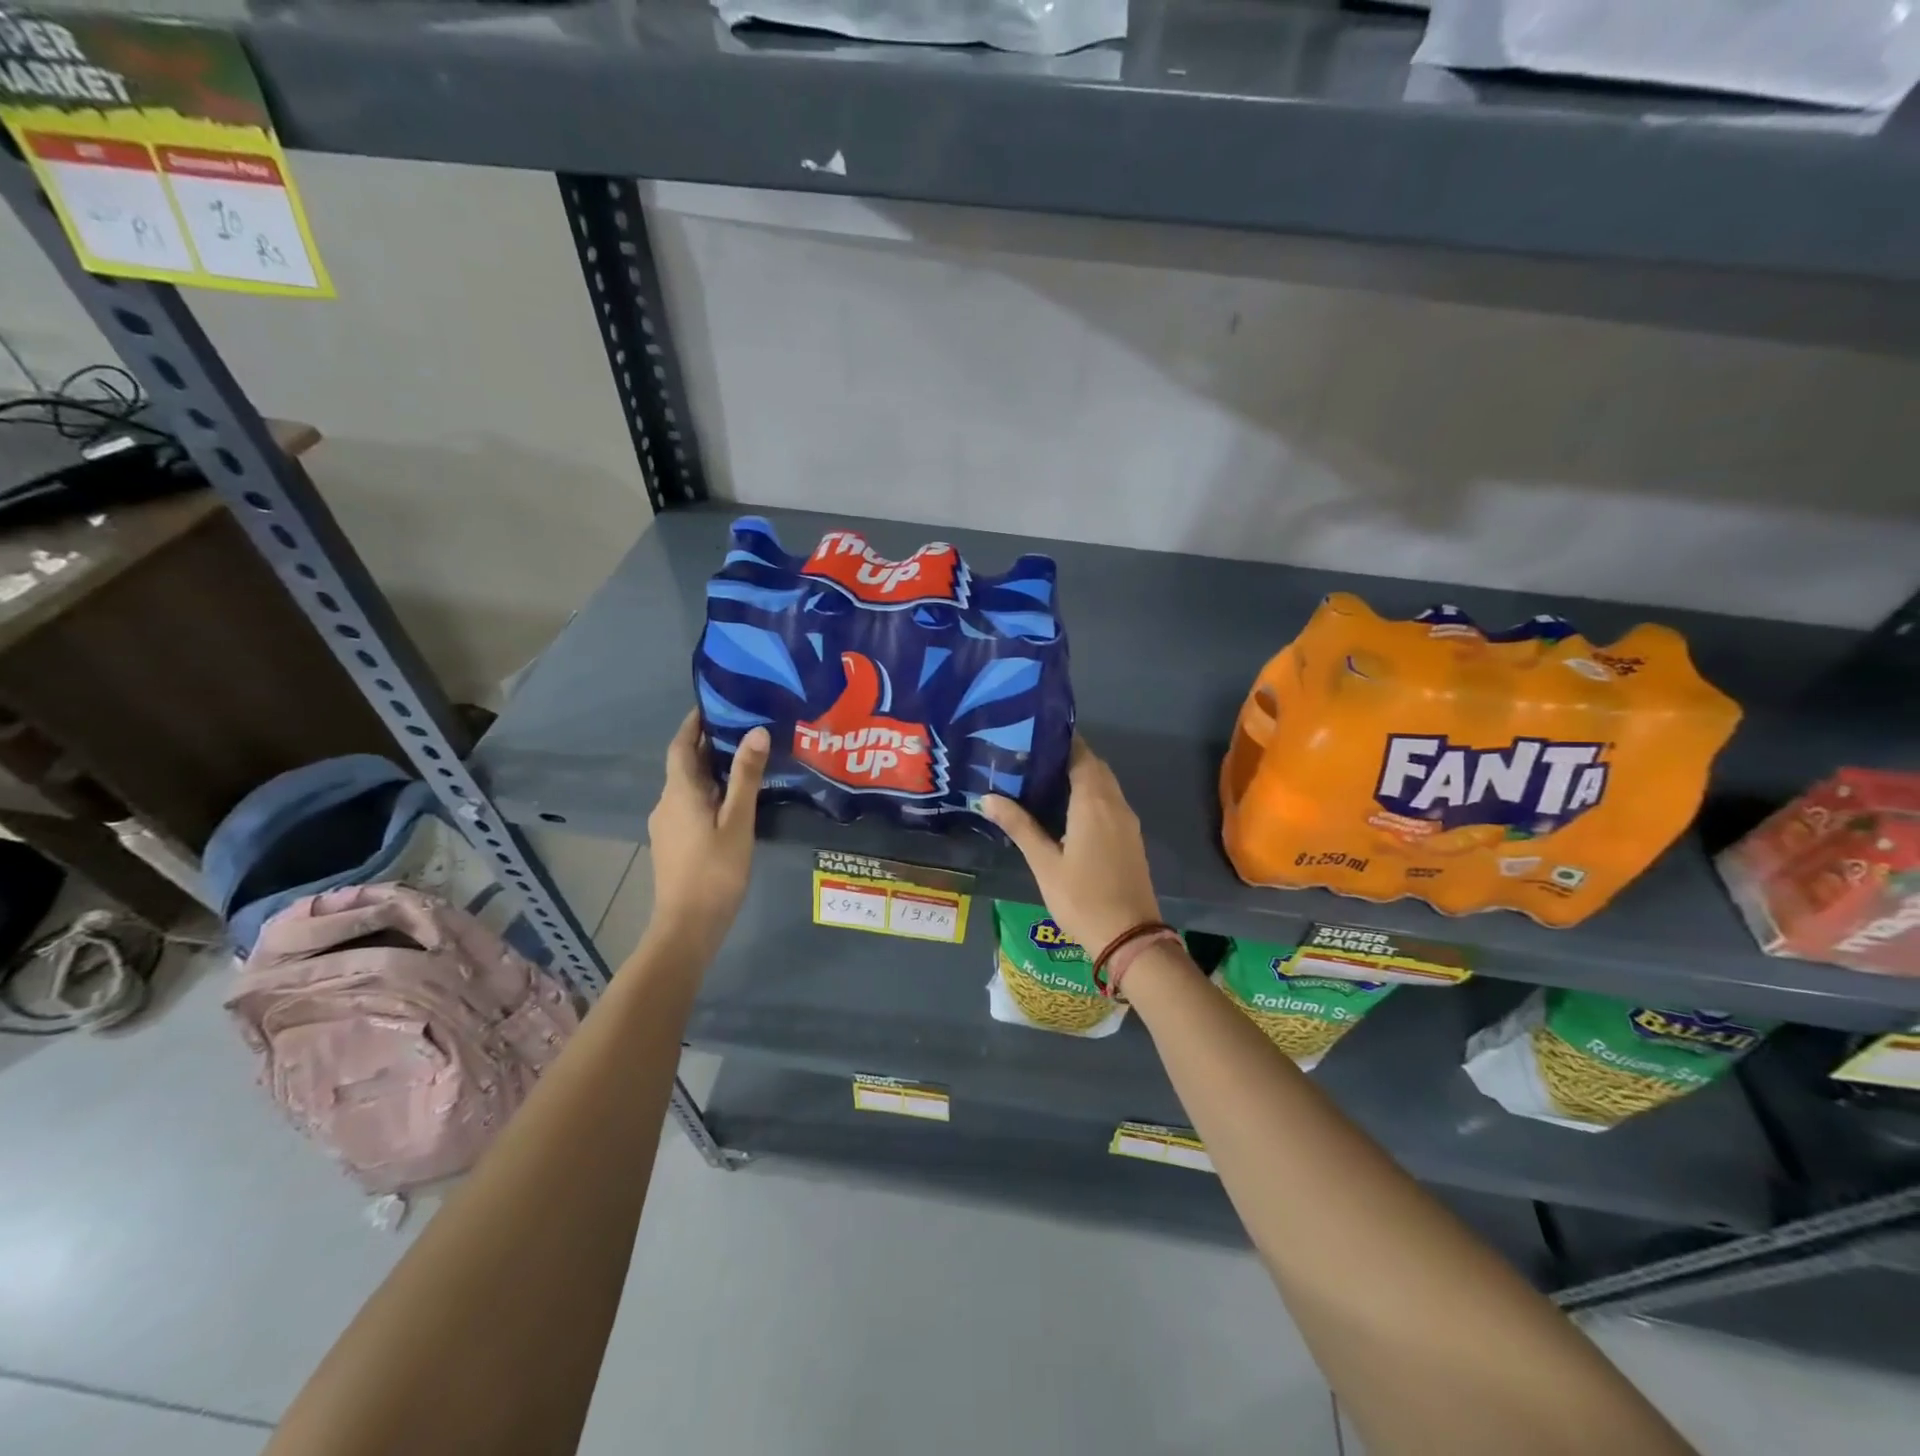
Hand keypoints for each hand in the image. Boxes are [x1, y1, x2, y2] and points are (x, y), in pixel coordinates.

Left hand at [646, 711, 768, 945]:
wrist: (687, 925)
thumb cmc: (715, 870)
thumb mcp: (738, 821)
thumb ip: (747, 777)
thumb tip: (756, 731)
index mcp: (679, 792)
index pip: (681, 745)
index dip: (694, 723)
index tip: (715, 705)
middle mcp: (666, 802)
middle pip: (685, 765)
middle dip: (710, 745)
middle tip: (744, 729)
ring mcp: (667, 825)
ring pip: (689, 787)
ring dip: (712, 771)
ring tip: (746, 762)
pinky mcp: (673, 844)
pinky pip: (690, 805)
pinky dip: (710, 793)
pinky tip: (734, 801)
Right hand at [981, 737, 1160, 954]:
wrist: (1129, 937)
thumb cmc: (1082, 898)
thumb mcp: (1044, 864)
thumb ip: (1019, 826)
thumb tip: (988, 797)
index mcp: (1093, 803)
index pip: (1081, 755)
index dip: (1060, 741)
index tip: (1033, 736)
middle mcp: (1115, 804)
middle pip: (1095, 766)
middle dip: (1068, 757)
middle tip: (1032, 758)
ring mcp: (1127, 821)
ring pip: (1105, 784)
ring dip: (1081, 775)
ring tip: (1045, 780)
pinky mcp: (1131, 838)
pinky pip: (1111, 802)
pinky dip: (1092, 794)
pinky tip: (1068, 809)